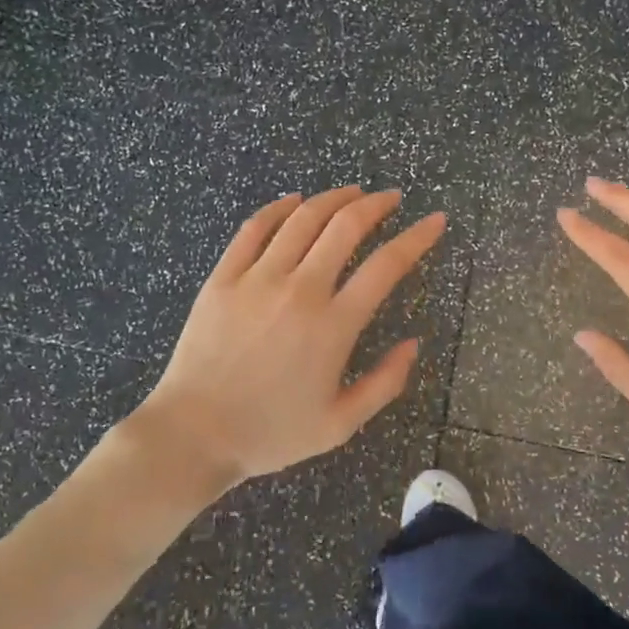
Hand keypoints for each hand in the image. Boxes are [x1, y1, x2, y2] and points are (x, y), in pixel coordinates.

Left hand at [136, 186, 445, 484]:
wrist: (192, 435)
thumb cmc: (270, 433)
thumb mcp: (340, 425)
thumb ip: (384, 383)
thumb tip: (414, 343)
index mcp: (334, 326)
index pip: (387, 265)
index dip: (417, 237)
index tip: (435, 220)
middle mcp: (300, 290)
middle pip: (346, 227)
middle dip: (376, 204)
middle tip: (391, 198)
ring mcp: (257, 279)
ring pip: (303, 218)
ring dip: (334, 198)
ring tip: (352, 192)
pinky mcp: (223, 277)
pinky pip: (254, 228)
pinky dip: (279, 208)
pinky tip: (294, 200)